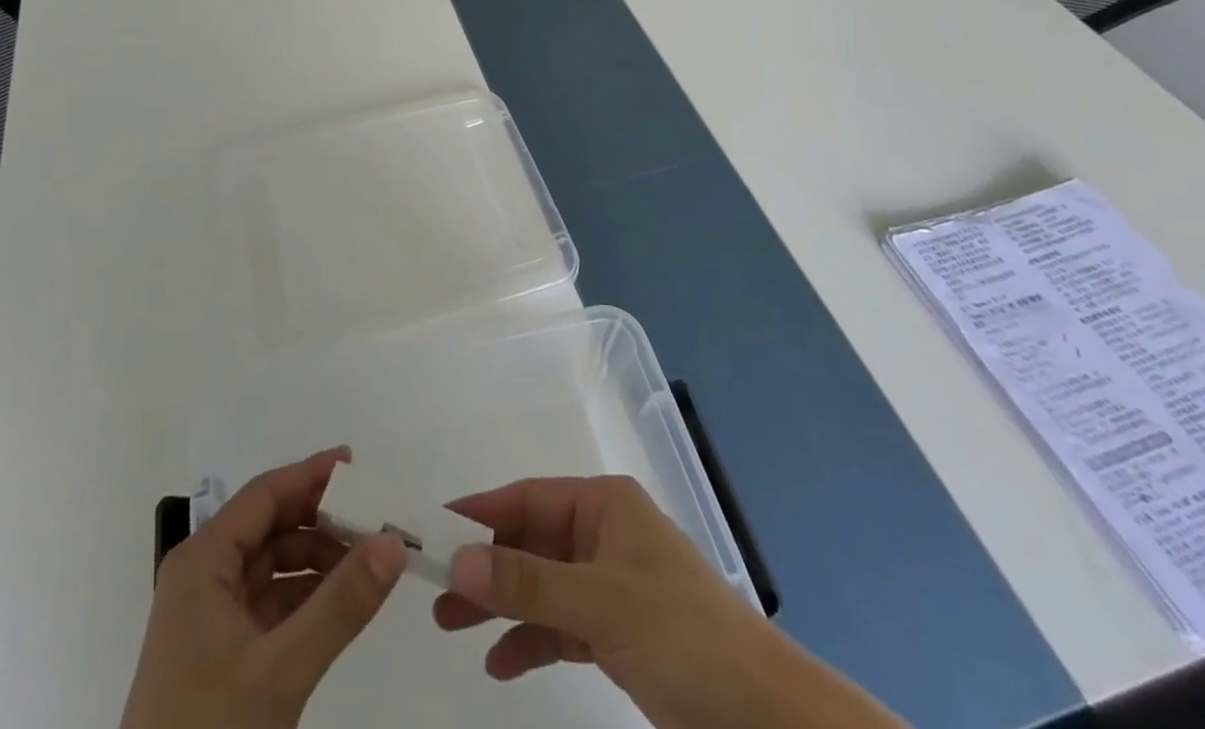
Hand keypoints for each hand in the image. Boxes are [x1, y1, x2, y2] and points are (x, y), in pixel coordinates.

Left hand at [122, 448, 408, 728]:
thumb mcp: (280, 670)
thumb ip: (340, 604)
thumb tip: (394, 542)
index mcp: (202, 561)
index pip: (264, 495)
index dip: (310, 475)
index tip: (358, 464)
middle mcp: (203, 575)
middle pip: (269, 525)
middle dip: (320, 518)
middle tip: (374, 515)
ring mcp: (209, 616)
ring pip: (272, 564)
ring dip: (317, 557)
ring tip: (367, 560)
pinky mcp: (220, 652)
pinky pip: (270, 602)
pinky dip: (306, 595)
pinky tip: (342, 601)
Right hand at [434, 476, 904, 728]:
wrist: (770, 722)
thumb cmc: (684, 637)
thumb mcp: (600, 604)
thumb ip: (526, 584)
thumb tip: (455, 561)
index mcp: (605, 506)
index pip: (528, 497)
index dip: (481, 513)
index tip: (434, 531)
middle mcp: (605, 535)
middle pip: (530, 542)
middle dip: (486, 567)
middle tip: (436, 594)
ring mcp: (613, 585)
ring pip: (542, 586)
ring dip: (502, 606)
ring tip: (454, 628)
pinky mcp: (621, 633)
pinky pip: (562, 626)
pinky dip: (532, 641)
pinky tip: (501, 664)